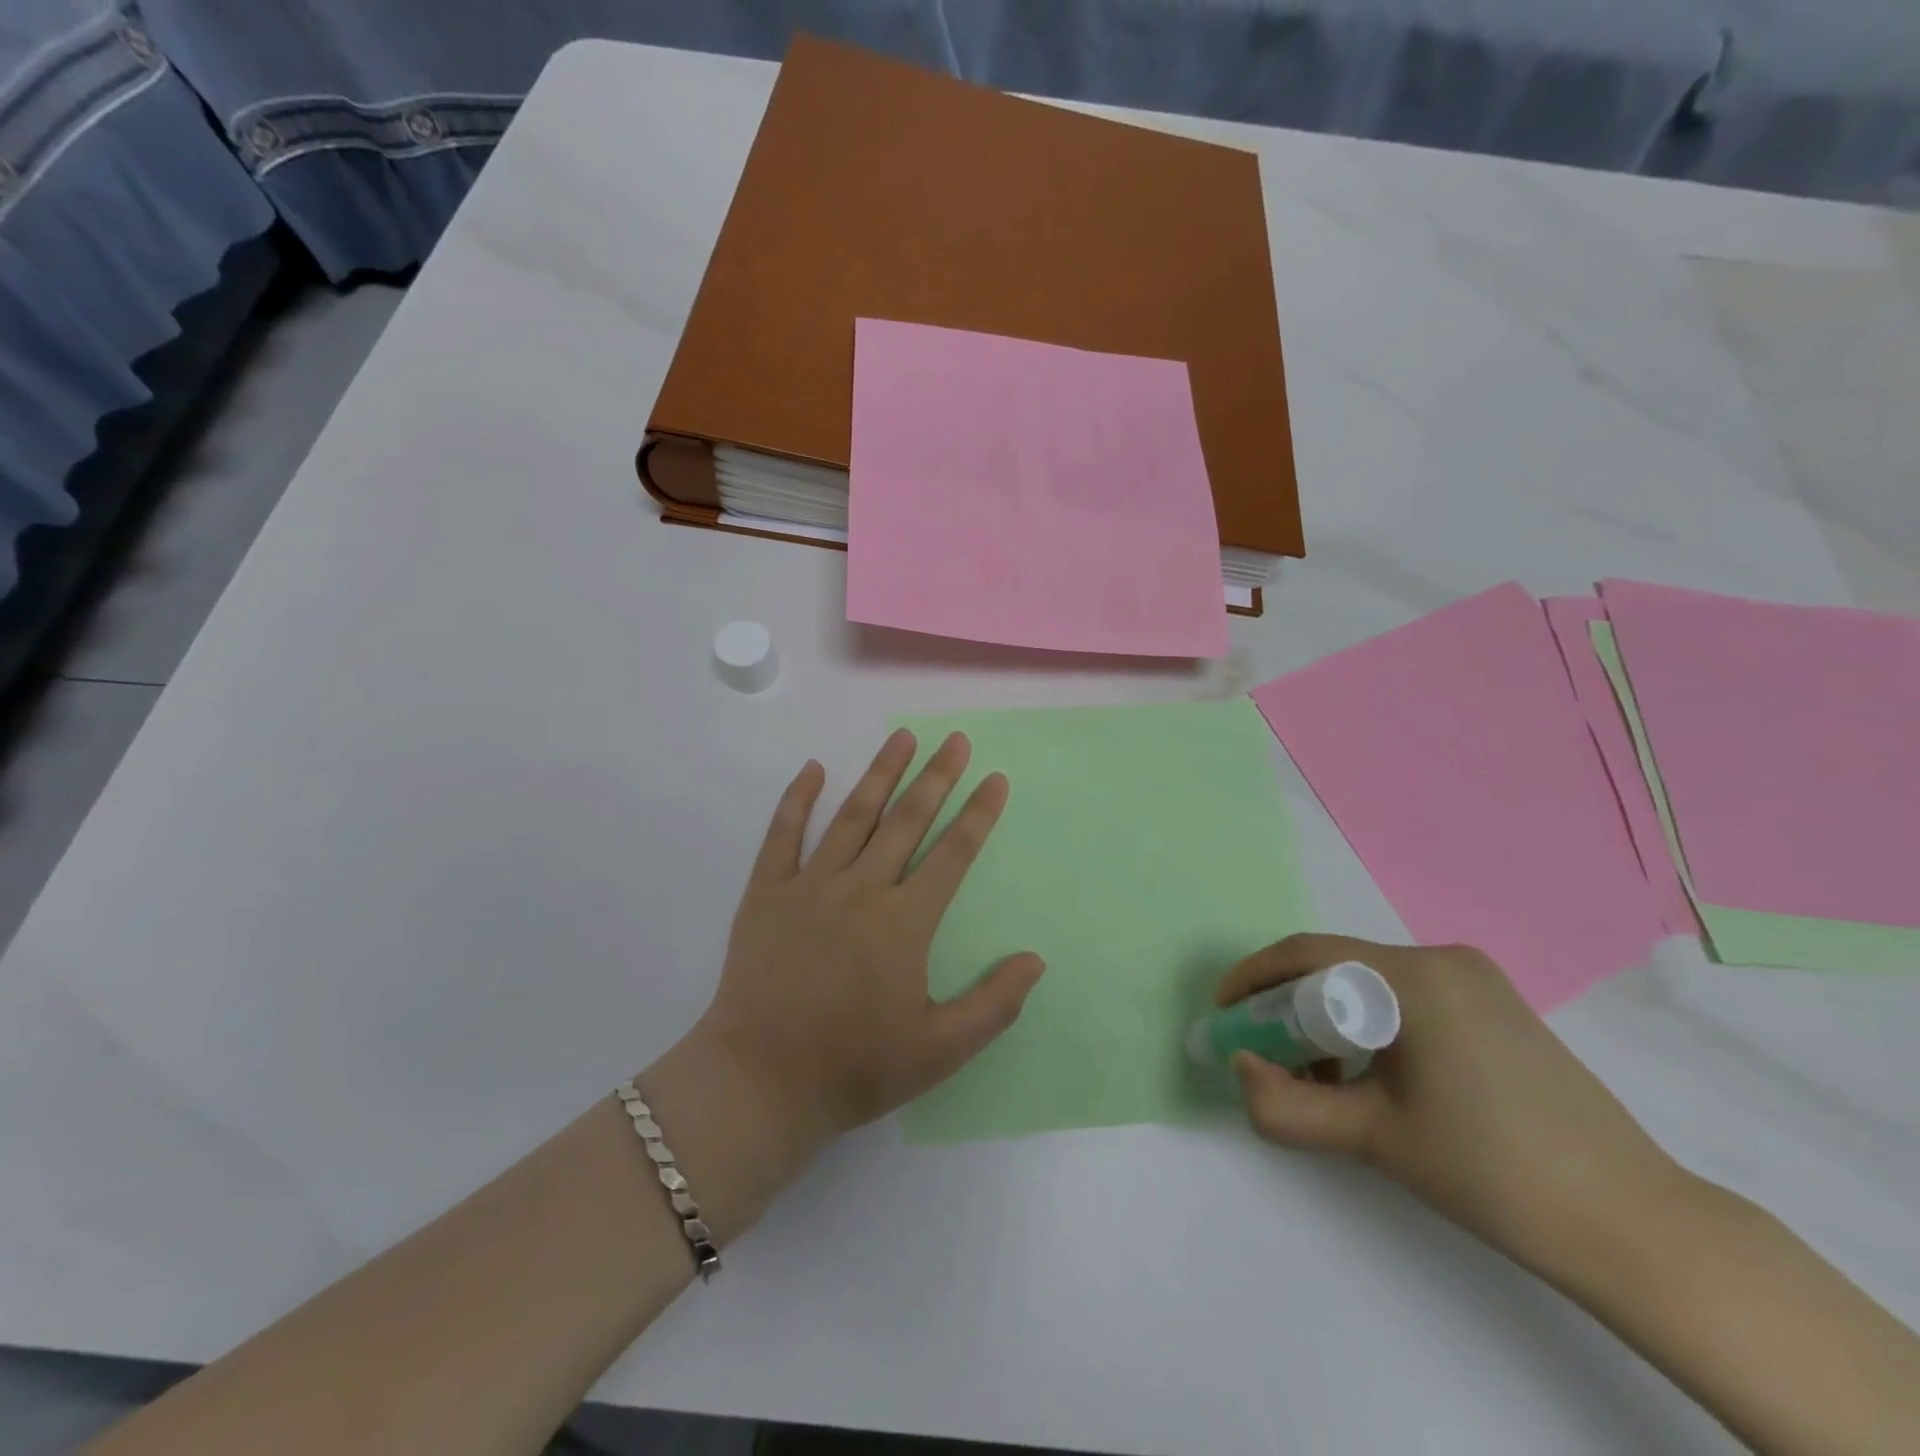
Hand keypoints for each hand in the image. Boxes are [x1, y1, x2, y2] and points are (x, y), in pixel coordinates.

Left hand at [693, 729, 1045, 1146]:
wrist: (760, 1081)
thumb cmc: (855, 1067)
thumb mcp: (939, 1050)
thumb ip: (993, 1004)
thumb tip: (1036, 960)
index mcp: (904, 922)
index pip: (952, 854)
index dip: (978, 814)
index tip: (995, 778)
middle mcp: (861, 890)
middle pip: (906, 821)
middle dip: (936, 777)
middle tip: (956, 740)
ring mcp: (810, 885)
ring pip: (853, 816)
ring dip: (880, 774)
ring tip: (901, 737)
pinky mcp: (767, 893)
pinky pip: (782, 835)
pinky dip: (798, 799)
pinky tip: (813, 768)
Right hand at [1217, 934, 1687, 1281]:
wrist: (1634, 1226)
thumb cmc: (1492, 1170)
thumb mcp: (1372, 1138)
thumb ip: (1286, 1105)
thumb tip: (1240, 1069)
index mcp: (1415, 976)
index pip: (1307, 954)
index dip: (1253, 979)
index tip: (1224, 1016)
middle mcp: (1444, 959)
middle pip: (1338, 968)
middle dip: (1290, 1008)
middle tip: (1267, 1055)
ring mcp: (1477, 980)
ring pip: (1371, 985)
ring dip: (1330, 1022)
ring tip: (1321, 1080)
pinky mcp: (1496, 1006)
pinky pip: (1407, 999)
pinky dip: (1371, 1028)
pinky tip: (1373, 1079)